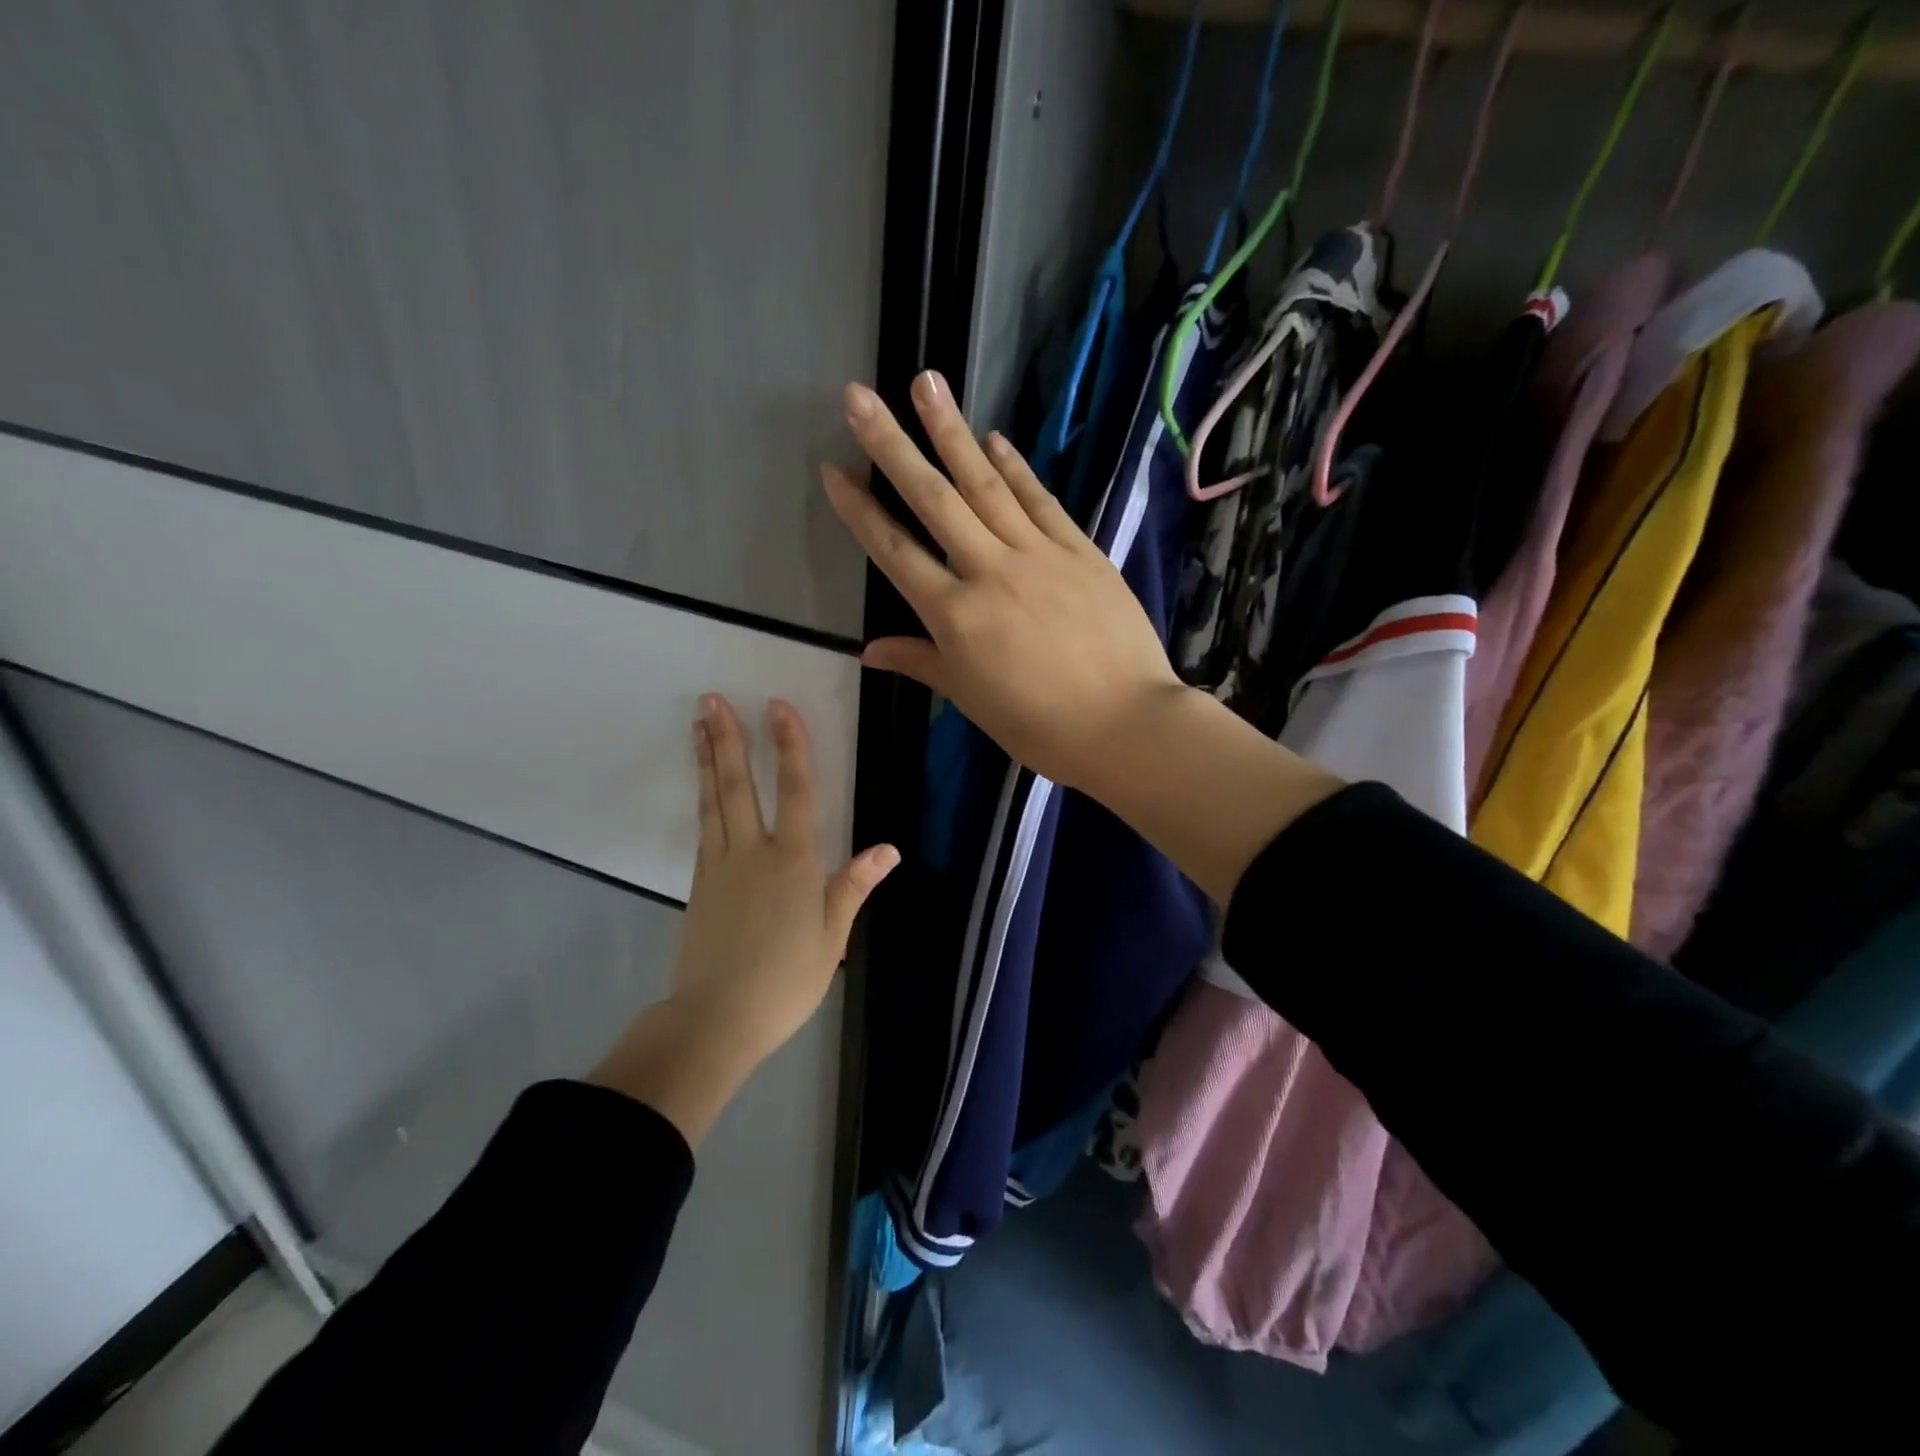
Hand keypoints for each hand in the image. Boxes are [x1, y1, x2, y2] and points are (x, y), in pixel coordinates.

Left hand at [675, 693, 896, 1063]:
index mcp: (793, 863)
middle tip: (713, 699)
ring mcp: (719, 866)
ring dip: (707, 759)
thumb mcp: (831, 938)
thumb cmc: (785, 981)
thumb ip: (853, 887)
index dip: (791, 747)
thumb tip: (889, 848)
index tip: (779, 707)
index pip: (796, 792)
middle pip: (739, 786)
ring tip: (698, 723)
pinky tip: (703, 787)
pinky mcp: (698, 884)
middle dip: (729, 739)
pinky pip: (703, 828)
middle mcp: (753, 854)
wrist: (715, 1020)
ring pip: (714, 801)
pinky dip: (703, 798)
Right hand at [822, 370, 1184, 796]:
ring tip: (927, 383)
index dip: (861, 510)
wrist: (1124, 724)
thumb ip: (921, 663)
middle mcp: (989, 571)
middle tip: (860, 395)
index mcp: (955, 616)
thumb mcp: (971, 699)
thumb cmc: (1039, 725)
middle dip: (892, 445)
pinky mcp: (1081, 550)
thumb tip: (868, 651)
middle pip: (934, 500)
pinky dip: (1016, 468)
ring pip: (987, 485)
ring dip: (953, 432)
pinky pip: (1042, 501)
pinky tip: (995, 438)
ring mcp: (1039, 554)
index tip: (833, 470)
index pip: (896, 552)